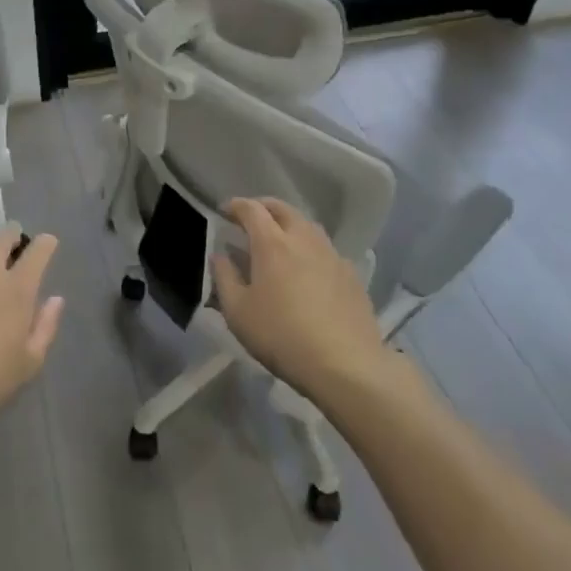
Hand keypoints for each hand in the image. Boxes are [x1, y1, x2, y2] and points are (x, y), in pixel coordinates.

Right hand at [212, 197, 386, 402]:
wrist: (346, 364)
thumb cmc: (282, 336)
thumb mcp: (237, 312)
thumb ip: (224, 277)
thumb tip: (220, 255)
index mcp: (272, 243)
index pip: (251, 209)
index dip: (235, 205)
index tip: (224, 211)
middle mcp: (303, 238)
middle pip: (282, 208)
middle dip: (263, 207)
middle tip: (250, 219)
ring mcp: (331, 254)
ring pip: (307, 225)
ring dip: (288, 224)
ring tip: (279, 241)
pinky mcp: (351, 273)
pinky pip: (325, 248)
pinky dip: (309, 248)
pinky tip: (307, 269)